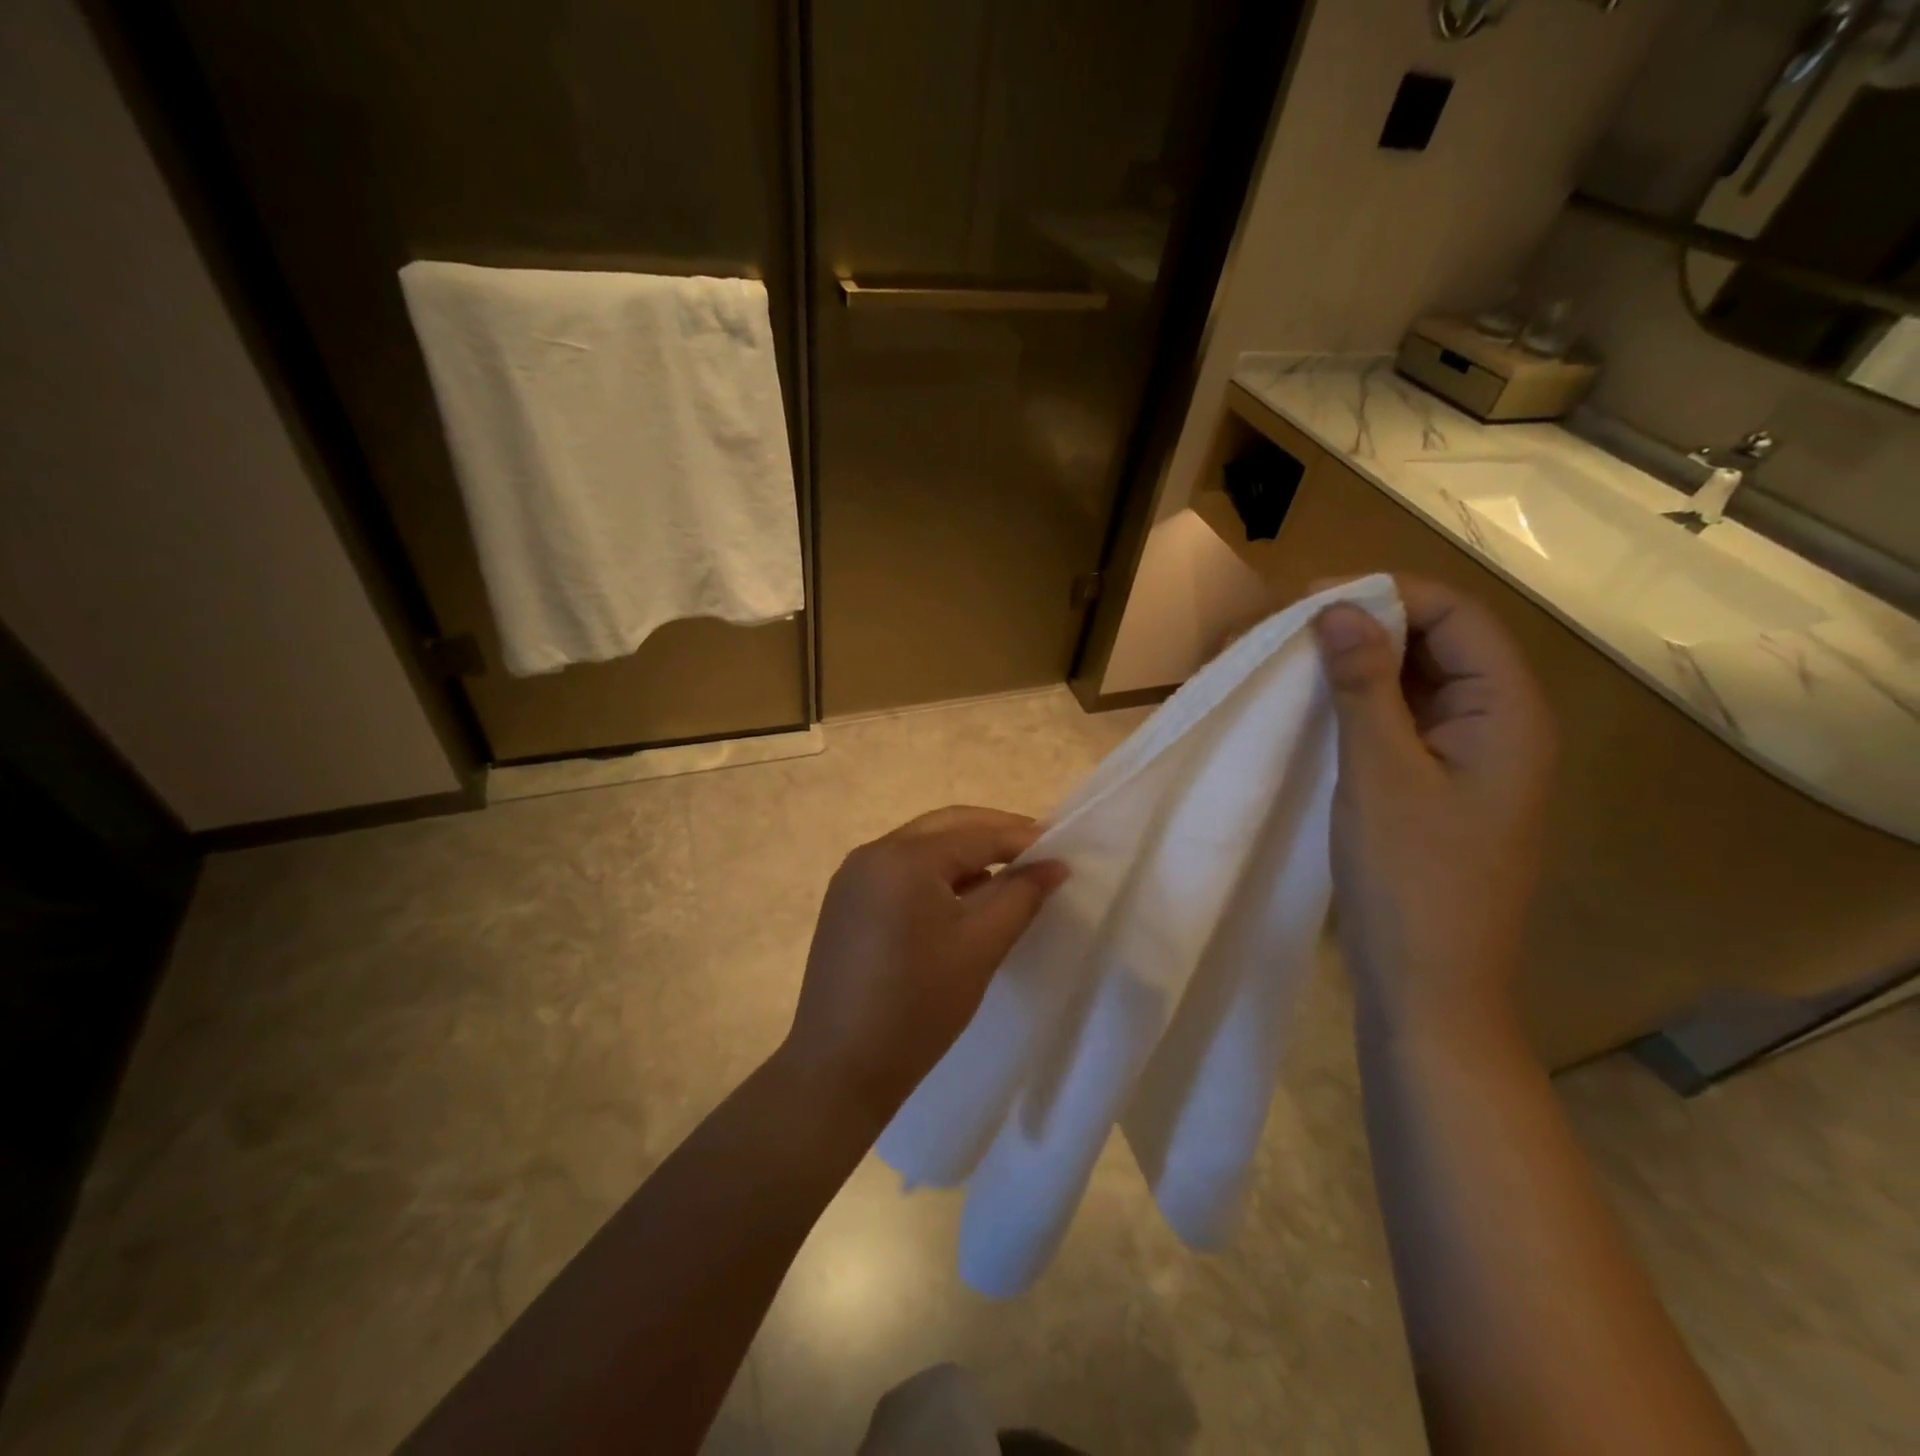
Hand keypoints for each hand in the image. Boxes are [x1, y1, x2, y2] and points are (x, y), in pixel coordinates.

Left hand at [779, 807, 1067, 1123]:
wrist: (839, 1069)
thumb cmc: (918, 1006)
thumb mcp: (980, 947)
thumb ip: (1020, 896)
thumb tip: (1054, 864)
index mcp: (903, 858)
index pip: (975, 834)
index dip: (1021, 840)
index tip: (1061, 850)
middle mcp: (872, 853)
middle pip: (945, 828)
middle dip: (992, 835)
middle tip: (1037, 854)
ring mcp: (853, 877)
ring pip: (921, 847)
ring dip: (964, 854)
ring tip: (1006, 876)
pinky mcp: (846, 902)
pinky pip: (900, 871)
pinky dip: (935, 875)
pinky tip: (961, 898)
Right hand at [1313, 577, 1554, 1042]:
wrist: (1430, 986)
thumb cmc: (1412, 879)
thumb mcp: (1380, 773)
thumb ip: (1363, 685)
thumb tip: (1336, 608)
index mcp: (1508, 713)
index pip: (1457, 615)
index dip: (1386, 594)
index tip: (1309, 599)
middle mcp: (1500, 724)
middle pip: (1440, 642)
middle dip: (1368, 623)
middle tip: (1290, 628)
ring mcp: (1471, 757)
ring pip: (1418, 681)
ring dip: (1360, 663)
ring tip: (1294, 658)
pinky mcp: (1440, 784)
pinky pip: (1405, 721)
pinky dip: (1361, 702)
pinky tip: (1316, 704)